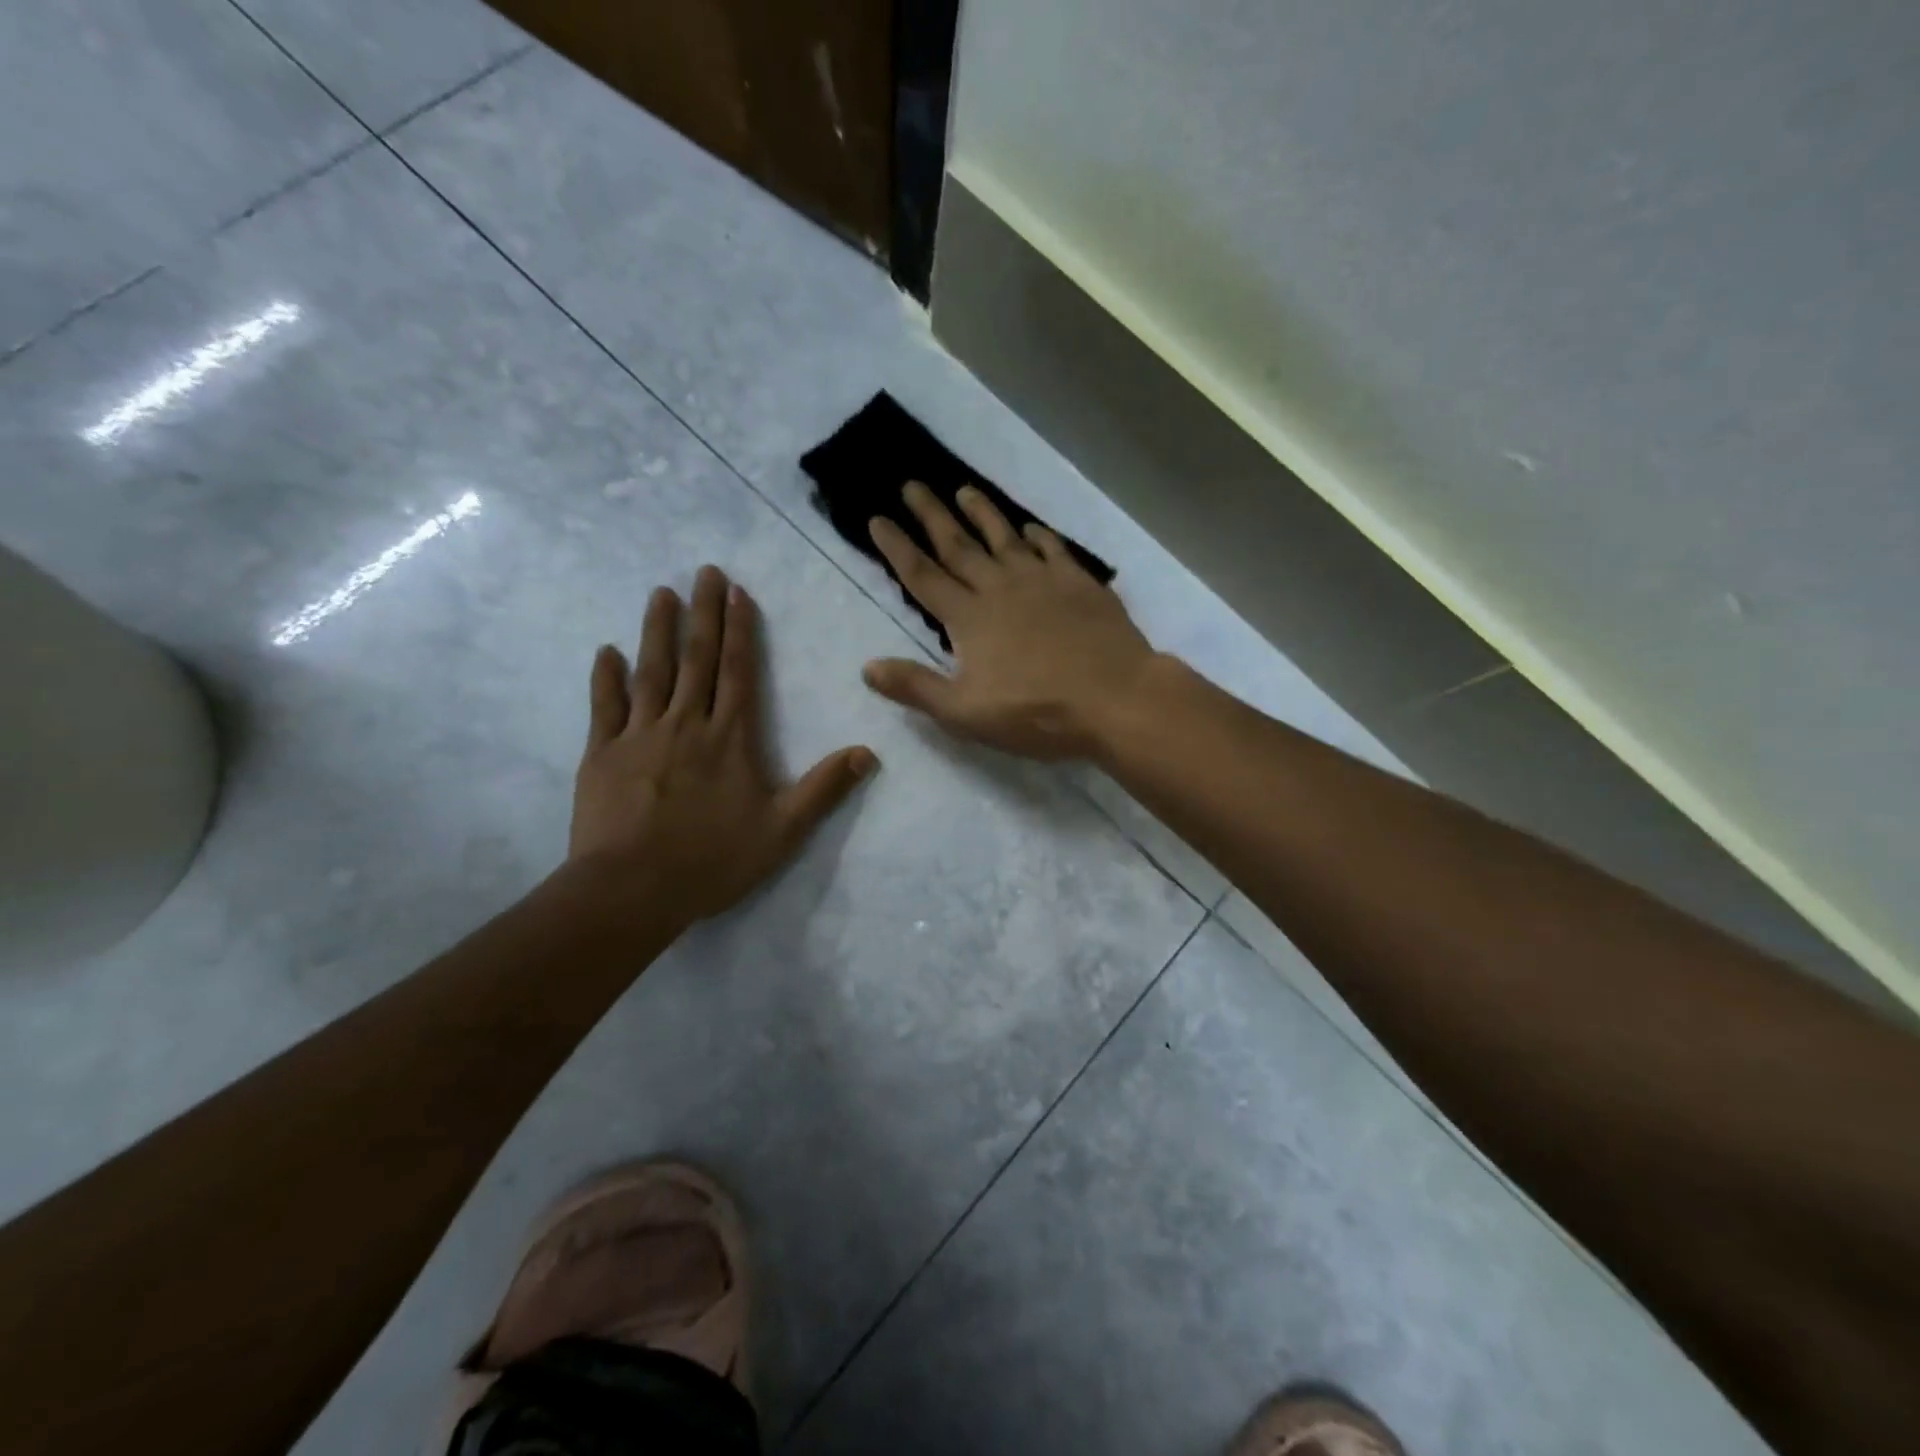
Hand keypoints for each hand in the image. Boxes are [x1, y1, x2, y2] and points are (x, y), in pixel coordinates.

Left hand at [570, 566, 876, 924]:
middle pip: (697, 659)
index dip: (740, 630)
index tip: (737, 592)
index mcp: (731, 738)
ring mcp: (640, 735)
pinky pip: (605, 707)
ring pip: (652, 672)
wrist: (632, 890)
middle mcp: (687, 724)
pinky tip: (606, 651)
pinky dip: (606, 677)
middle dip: (703, 613)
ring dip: (657, 630)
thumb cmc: (713, 860)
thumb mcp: (783, 831)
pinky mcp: (603, 755)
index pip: (739, 672)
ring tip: (660, 593)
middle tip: (703, 572)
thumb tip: (869, 752)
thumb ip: (824, 788)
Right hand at [861, 482, 1154, 760]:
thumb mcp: (965, 713)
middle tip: (912, 484)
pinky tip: (1031, 528)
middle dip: (932, 515)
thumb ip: (916, 688)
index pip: (922, 576)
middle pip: (958, 546)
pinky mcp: (1079, 584)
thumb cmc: (1036, 712)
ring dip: (982, 513)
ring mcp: (1042, 581)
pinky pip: (1052, 550)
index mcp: (969, 618)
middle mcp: (1000, 588)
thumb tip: (867, 667)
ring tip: (964, 490)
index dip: (897, 548)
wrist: (1115, 697)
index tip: (877, 518)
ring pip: (1004, 538)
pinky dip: (1038, 536)